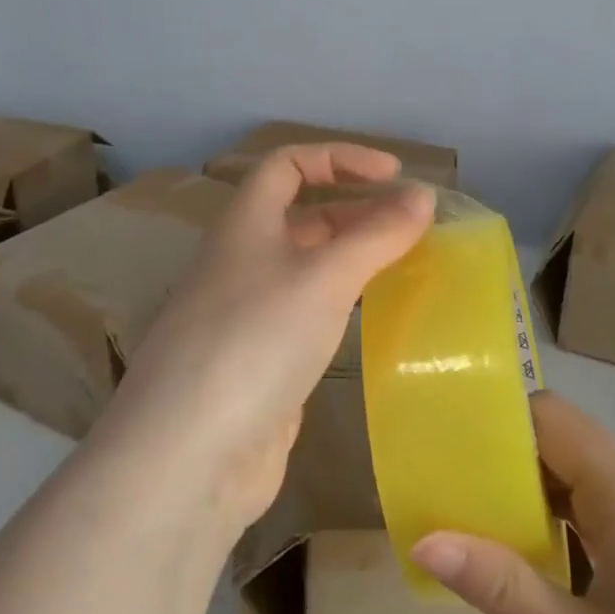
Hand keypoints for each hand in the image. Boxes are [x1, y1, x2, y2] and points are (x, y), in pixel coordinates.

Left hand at [0, 143, 432, 613]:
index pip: (288, 164)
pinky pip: (307, 313)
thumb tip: (423, 196)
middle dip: (357, 209)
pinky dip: (342, 304)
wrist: (191, 455)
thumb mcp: (324, 278)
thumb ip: (377, 234)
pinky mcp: (259, 362)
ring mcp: (247, 314)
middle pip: (301, 214)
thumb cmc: (255, 342)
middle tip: (413, 226)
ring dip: (353, 257)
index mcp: (244, 225)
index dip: (340, 158)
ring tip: (406, 266)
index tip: (395, 176)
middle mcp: (241, 261)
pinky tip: (374, 319)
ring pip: (306, 266)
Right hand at [412, 393, 614, 613]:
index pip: (553, 418)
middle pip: (561, 442)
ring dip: (523, 490)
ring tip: (464, 515)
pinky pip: (592, 514)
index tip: (444, 437)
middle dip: (500, 454)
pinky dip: (551, 521)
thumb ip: (502, 588)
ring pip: (575, 479)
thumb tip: (425, 539)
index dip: (498, 418)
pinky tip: (519, 558)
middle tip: (440, 482)